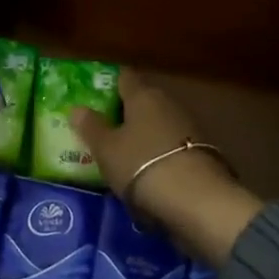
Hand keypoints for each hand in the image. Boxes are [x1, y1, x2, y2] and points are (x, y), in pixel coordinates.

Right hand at [72, 68, 263, 265]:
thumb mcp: (106, 149)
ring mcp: (188, 127)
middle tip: (104, 128)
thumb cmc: (141, 165)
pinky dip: (158, 154)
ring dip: (143, 135)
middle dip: (125, 112)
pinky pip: (171, 146)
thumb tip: (77, 108)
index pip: (124, 77)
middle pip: (143, 101)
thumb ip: (91, 127)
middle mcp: (167, 103)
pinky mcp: (201, 153)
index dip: (109, 84)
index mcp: (143, 95)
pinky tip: (147, 172)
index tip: (95, 96)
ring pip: (158, 124)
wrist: (197, 201)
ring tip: (123, 154)